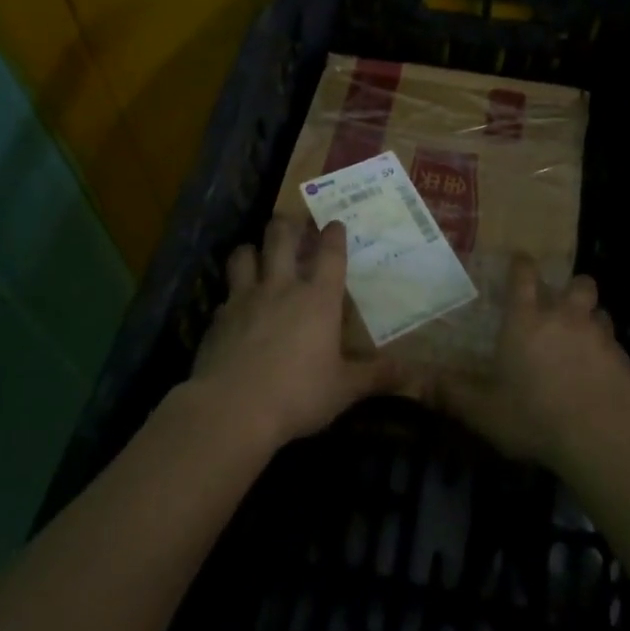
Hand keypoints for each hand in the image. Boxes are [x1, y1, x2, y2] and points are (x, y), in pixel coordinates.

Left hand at [188, 217, 403, 452]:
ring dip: (252, 249)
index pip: (330, 254)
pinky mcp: (217, 318)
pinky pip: (225, 294)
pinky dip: (231, 293)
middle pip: (281, 238)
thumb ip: (376, 376)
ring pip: (244, 255)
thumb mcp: (344, 389)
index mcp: (318, 299)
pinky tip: (233, 305)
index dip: (333, 234)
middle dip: (288, 224)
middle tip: (292, 221)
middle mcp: (281, 288)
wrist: (231, 409)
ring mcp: (245, 299)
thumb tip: (412, 373)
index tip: (334, 222)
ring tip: (257, 252)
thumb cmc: (297, 394)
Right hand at [428, 255, 629, 476]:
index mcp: (527, 320)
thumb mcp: (484, 411)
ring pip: (601, 313)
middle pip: (578, 284)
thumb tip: (421, 383)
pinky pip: (616, 347)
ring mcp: (599, 336)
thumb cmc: (534, 416)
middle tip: (563, 305)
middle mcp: (565, 318)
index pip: (524, 276)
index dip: (522, 265)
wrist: (601, 436)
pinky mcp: (624, 360)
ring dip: (592, 321)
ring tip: (584, 340)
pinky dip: (608, 355)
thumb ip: (454, 394)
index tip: (521, 261)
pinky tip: (602, 376)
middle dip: (572, 288)